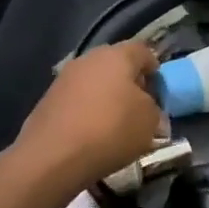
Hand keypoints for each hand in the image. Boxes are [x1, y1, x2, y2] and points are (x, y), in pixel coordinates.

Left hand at [15, 41, 162, 190]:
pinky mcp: (48, 99)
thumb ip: (154, 108)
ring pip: (95, 81)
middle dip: (129, 83)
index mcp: (117, 55)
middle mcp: (89, 59)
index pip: (143, 51)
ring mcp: (65, 77)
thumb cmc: (110, 130)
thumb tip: (146, 107)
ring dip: (107, 97)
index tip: (160, 93)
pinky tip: (92, 133)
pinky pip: (77, 99)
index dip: (155, 70)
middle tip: (139, 108)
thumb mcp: (150, 122)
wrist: (53, 156)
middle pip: (116, 64)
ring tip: (115, 124)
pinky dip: (87, 111)